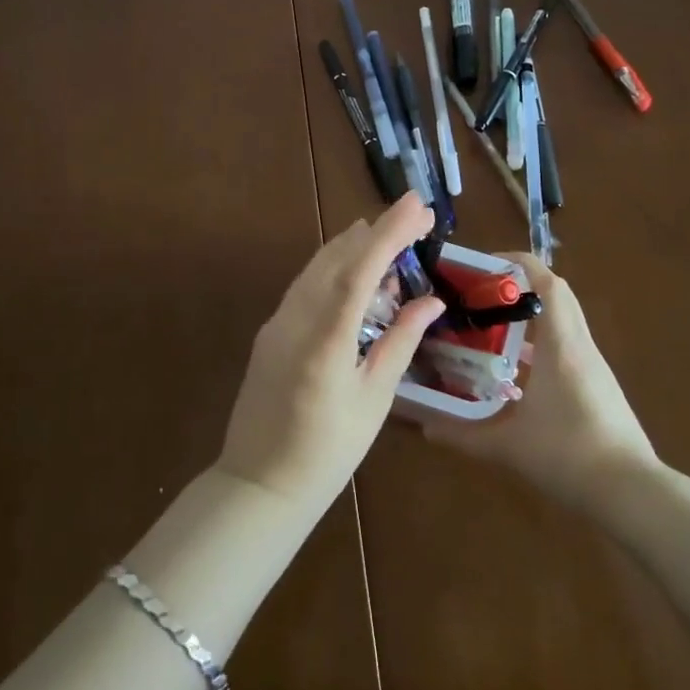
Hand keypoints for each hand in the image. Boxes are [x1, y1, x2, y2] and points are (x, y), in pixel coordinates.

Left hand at [218, 193, 444, 516]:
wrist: (260, 484)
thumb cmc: (327, 452)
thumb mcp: (374, 399)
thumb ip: (400, 343)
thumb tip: (430, 301)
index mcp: (326, 339)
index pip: (361, 270)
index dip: (390, 233)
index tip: (416, 205)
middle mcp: (296, 319)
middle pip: (337, 257)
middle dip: (377, 230)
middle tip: (414, 214)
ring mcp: (277, 322)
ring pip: (317, 266)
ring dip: (353, 244)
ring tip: (388, 232)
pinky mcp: (271, 331)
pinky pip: (305, 285)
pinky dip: (333, 267)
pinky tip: (353, 269)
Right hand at [421, 254, 657, 513]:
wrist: (632, 494)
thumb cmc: (568, 455)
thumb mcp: (507, 446)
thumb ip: (462, 434)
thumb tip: (425, 426)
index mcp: (561, 345)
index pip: (548, 282)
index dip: (518, 264)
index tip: (484, 266)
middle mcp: (580, 347)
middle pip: (556, 296)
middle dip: (519, 288)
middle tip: (481, 297)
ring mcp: (593, 367)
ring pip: (562, 324)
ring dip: (530, 319)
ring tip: (490, 332)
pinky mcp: (598, 388)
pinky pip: (567, 350)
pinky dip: (541, 347)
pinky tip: (515, 375)